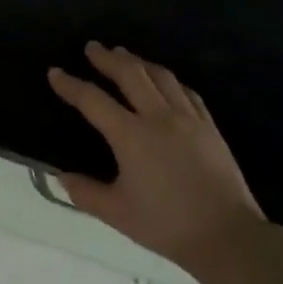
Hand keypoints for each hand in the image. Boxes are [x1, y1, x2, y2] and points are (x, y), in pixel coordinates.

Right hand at [48, 42, 263, 267]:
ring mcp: (188, 119)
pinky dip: (169, 80)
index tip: (55, 72)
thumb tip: (61, 177)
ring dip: (139, 62)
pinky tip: (165, 81)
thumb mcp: (117, 213)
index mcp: (131, 136)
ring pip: (161, 76)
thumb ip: (85, 193)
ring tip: (125, 55)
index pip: (93, 100)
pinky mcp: (210, 127)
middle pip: (130, 74)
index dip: (70, 85)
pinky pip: (187, 92)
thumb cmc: (167, 225)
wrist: (227, 236)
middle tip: (92, 47)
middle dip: (107, 58)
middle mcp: (159, 118)